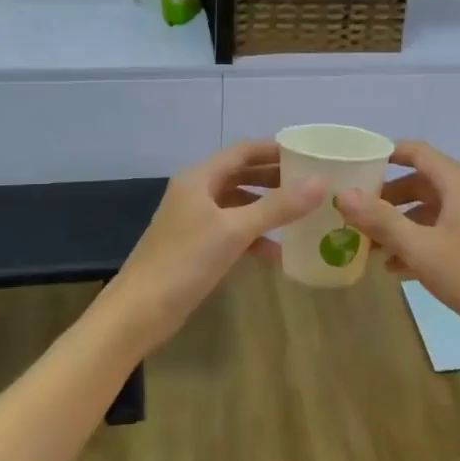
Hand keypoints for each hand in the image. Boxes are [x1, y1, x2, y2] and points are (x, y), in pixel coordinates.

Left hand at [105, 141, 322, 350]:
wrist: (139, 311)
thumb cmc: (185, 262)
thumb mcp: (235, 231)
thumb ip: (277, 206)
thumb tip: (320, 182)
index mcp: (199, 178)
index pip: (243, 151)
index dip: (275, 149)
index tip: (308, 155)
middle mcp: (196, 192)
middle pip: (241, 174)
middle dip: (274, 178)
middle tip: (310, 184)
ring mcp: (194, 219)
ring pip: (238, 203)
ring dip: (267, 207)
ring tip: (301, 214)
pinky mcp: (196, 245)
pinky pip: (231, 230)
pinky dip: (254, 236)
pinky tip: (276, 252)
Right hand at [333, 141, 459, 344]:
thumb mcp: (421, 248)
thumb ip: (381, 220)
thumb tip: (343, 194)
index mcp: (458, 183)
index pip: (416, 152)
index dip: (384, 154)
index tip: (353, 166)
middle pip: (420, 182)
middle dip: (386, 197)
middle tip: (353, 212)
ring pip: (429, 210)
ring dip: (399, 223)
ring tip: (368, 244)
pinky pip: (441, 231)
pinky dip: (418, 241)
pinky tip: (396, 268)